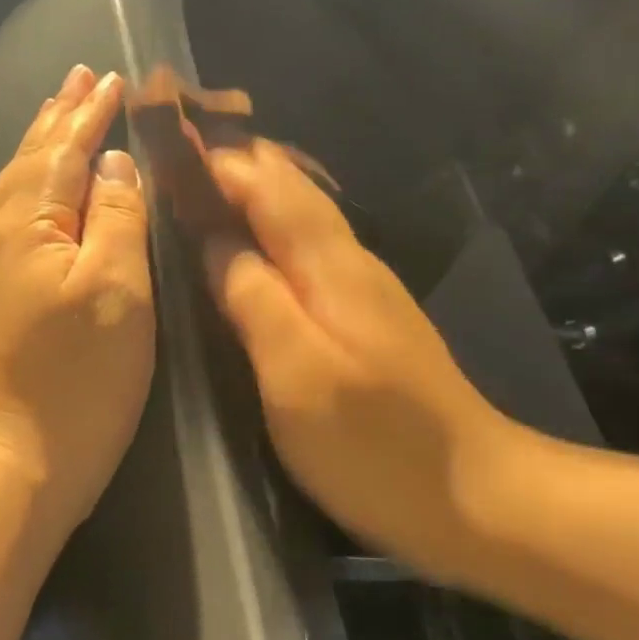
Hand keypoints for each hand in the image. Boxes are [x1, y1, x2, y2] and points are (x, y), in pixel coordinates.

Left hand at [0, 65, 154, 526]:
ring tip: (60, 116)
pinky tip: (44, 191)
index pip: (64, 152)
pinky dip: (34, 185)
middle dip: (58, 117)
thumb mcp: (116, 289)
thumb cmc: (79, 375)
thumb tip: (112, 164)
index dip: (90, 114)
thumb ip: (117, 217)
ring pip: (16, 187)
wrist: (19, 458)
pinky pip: (16, 217)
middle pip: (30, 160)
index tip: (111, 76)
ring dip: (41, 145)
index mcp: (29, 225)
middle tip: (79, 77)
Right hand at [204, 140, 512, 573]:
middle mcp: (349, 262)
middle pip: (290, 189)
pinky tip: (247, 252)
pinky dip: (268, 233)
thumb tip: (213, 241)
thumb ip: (252, 298)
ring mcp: (363, 290)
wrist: (473, 497)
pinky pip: (307, 251)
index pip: (268, 184)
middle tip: (174, 159)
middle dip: (234, 166)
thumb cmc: (373, 442)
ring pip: (300, 216)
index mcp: (329, 265)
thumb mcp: (295, 373)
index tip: (165, 142)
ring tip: (197, 191)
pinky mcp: (366, 319)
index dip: (217, 160)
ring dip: (251, 195)